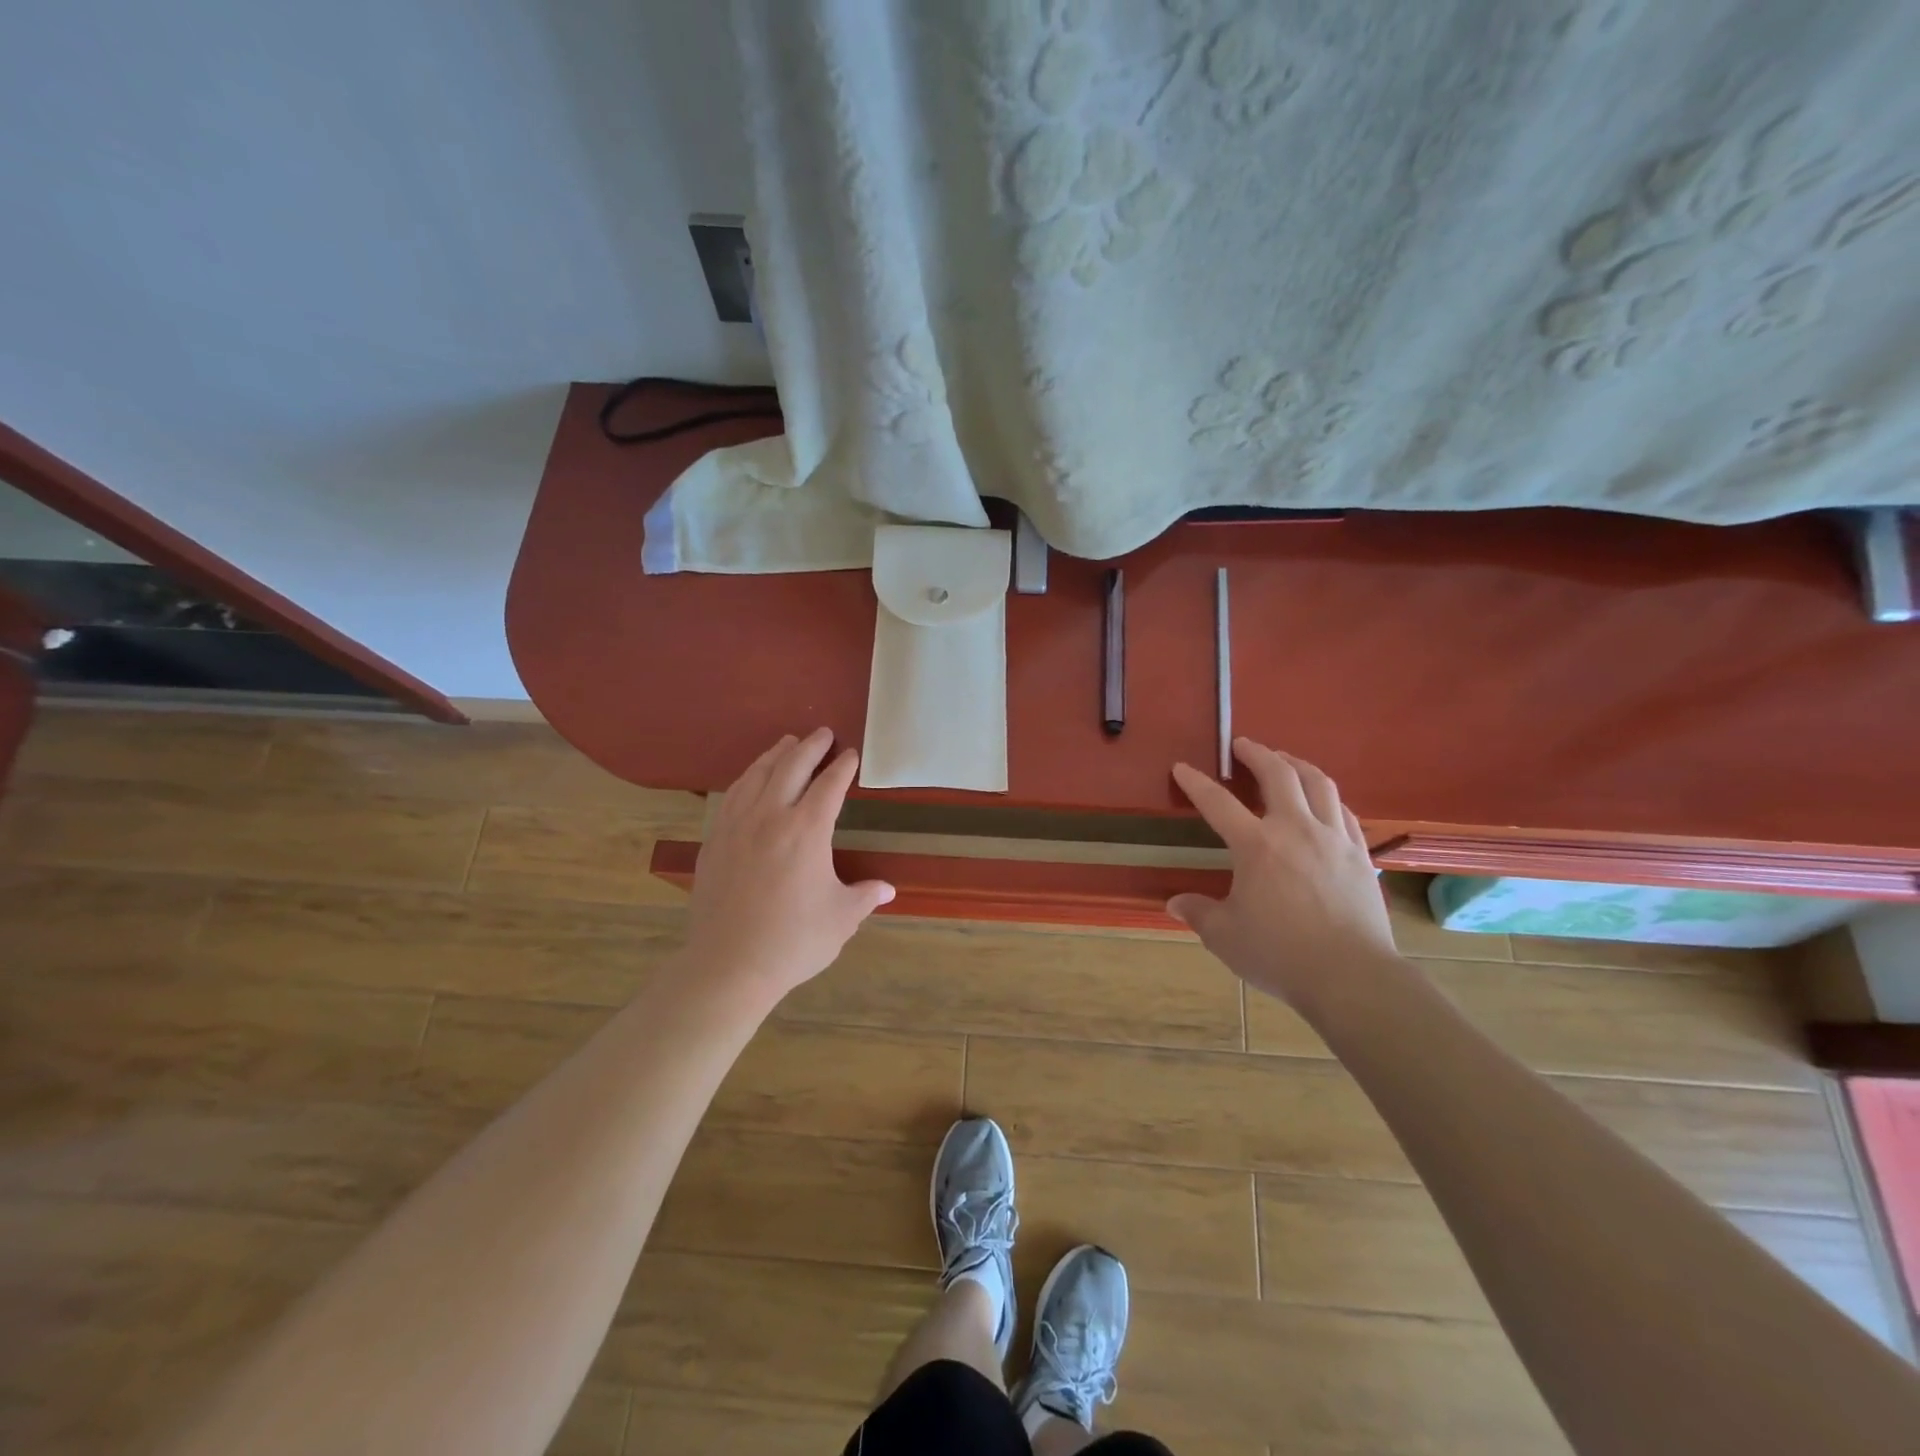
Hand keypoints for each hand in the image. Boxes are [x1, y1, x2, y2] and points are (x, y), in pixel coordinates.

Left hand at [685, 729, 893, 1003]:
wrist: (728, 965)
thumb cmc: (793, 941)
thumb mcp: (841, 919)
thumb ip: (865, 896)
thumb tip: (887, 889)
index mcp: (806, 831)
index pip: (829, 786)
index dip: (842, 768)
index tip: (851, 755)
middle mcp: (770, 816)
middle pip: (791, 767)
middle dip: (810, 747)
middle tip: (822, 733)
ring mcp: (737, 826)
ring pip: (757, 775)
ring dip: (776, 755)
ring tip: (787, 743)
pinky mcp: (714, 840)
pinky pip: (733, 795)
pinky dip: (747, 778)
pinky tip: (751, 779)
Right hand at [1169, 738, 1395, 1008]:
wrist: (1352, 977)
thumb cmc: (1280, 954)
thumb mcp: (1225, 936)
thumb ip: (1198, 913)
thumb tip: (1174, 903)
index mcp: (1256, 845)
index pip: (1217, 802)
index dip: (1195, 782)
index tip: (1181, 768)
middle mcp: (1296, 829)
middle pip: (1279, 774)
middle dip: (1257, 753)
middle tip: (1243, 744)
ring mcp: (1334, 839)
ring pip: (1319, 784)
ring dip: (1298, 765)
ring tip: (1285, 760)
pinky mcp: (1361, 855)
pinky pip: (1344, 812)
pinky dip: (1328, 798)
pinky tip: (1323, 803)